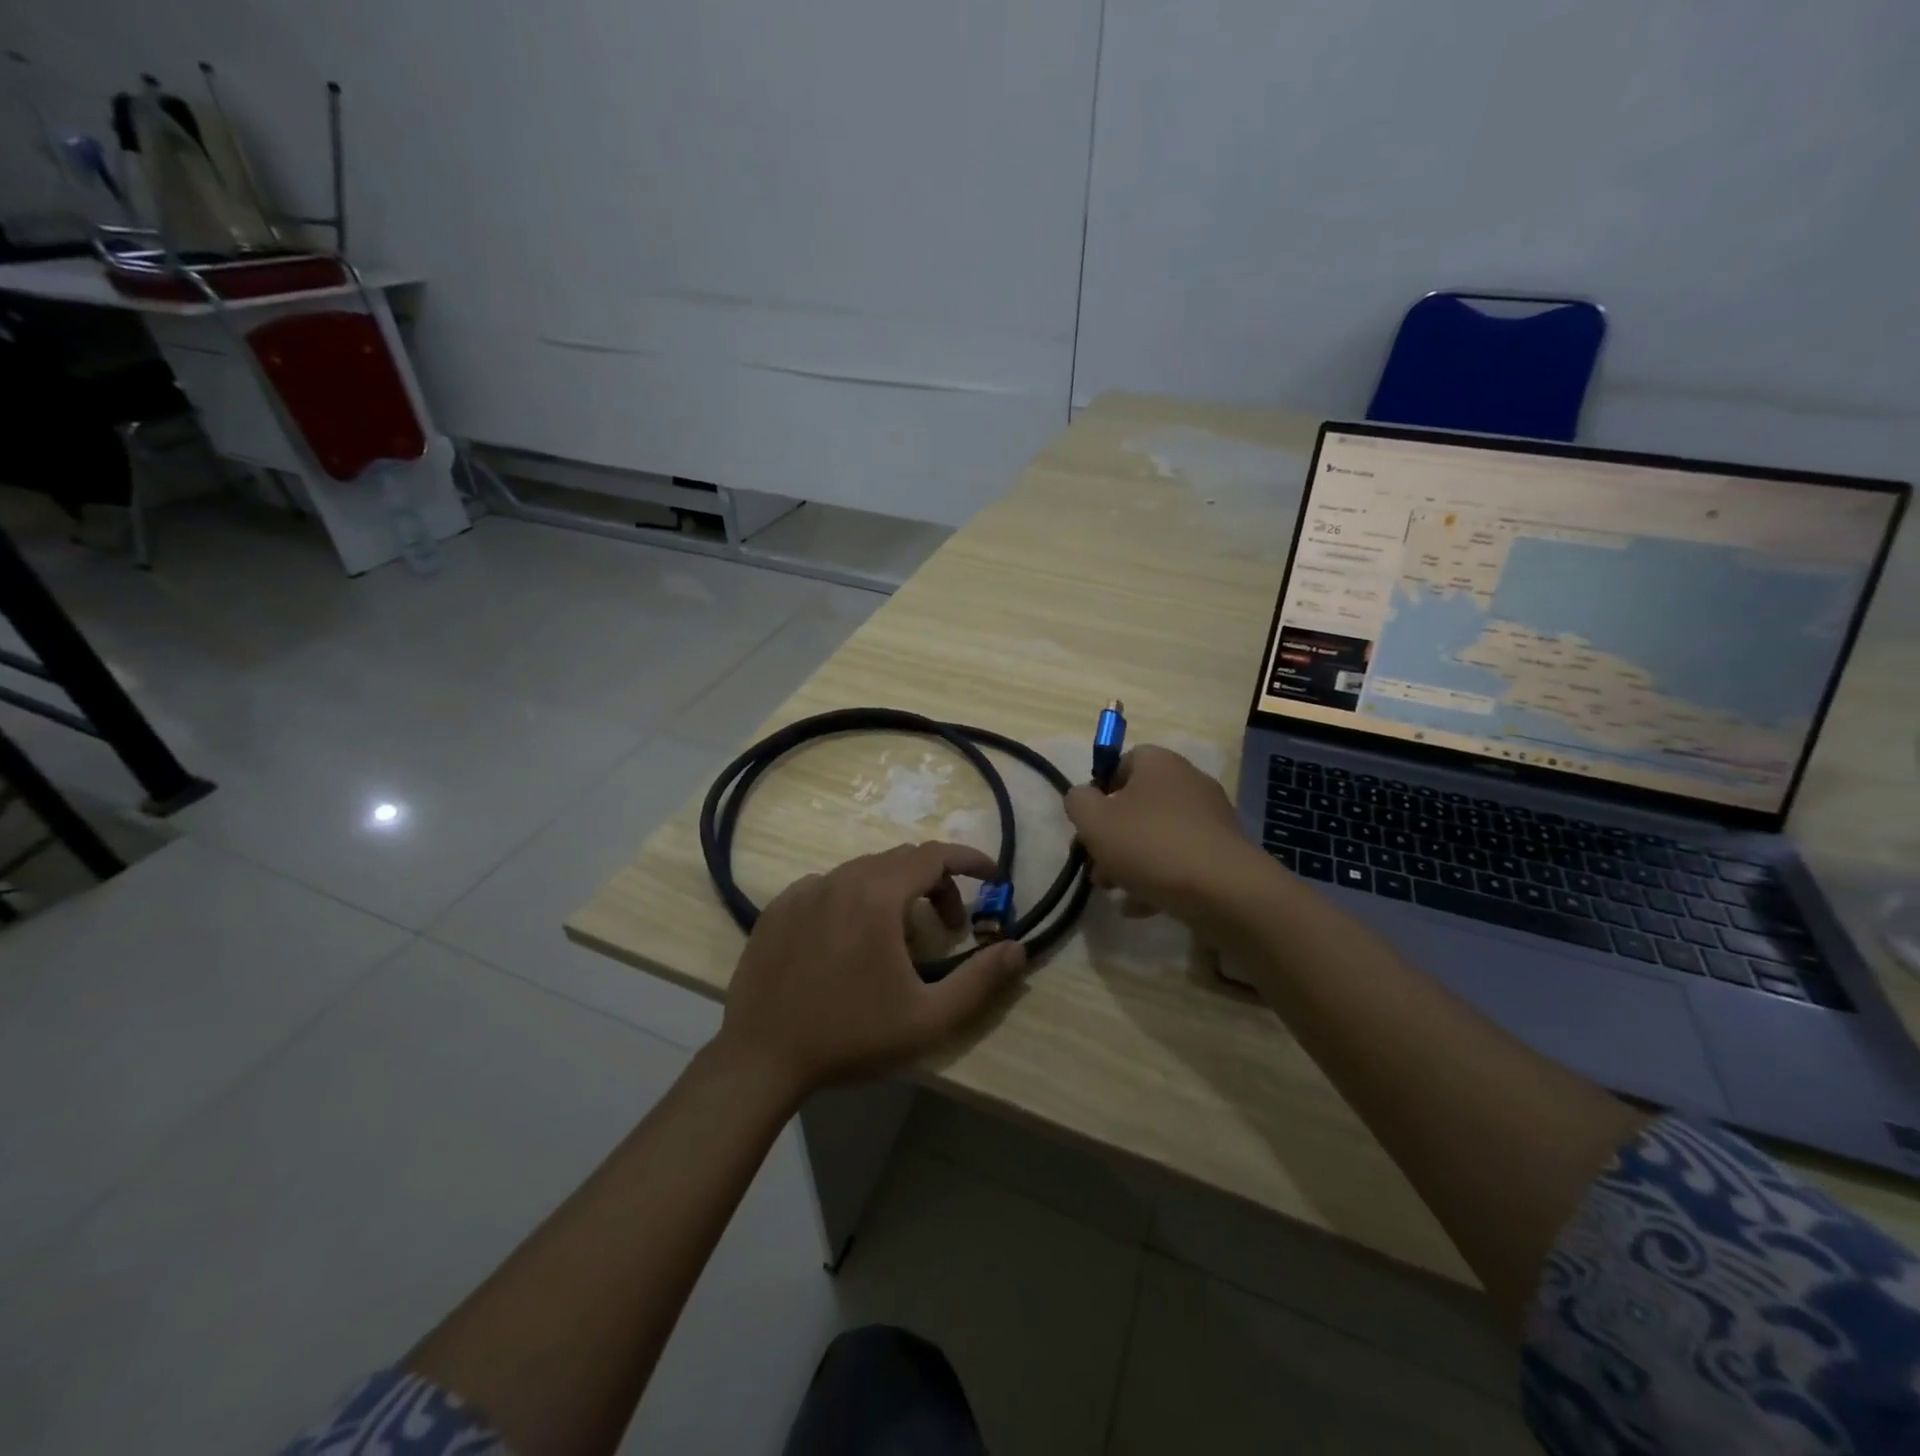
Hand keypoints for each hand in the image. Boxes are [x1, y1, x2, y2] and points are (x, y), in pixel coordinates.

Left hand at [719, 842, 1027, 1098]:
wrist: (761, 1058)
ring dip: (896, 891)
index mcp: (878, 896)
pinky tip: (852, 939)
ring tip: (901, 938)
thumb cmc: (850, 1037)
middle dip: (937, 884)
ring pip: (865, 870)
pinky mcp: (779, 906)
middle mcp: (841, 879)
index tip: (993, 876)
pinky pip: (830, 885)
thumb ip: (979, 981)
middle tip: (949, 926)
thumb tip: (1017, 948)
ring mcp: (805, 890)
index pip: (935, 855)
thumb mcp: (927, 1019)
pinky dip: (856, 898)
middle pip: (902, 860)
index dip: (970, 860)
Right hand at [1064, 745, 1267, 932]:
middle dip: (1113, 835)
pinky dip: (1159, 878)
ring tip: (1115, 891)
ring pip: (1158, 835)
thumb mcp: (1094, 821)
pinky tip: (1140, 906)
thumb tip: (1082, 797)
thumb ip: (1078, 802)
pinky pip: (1181, 859)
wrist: (1223, 890)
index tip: (1089, 822)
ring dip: (1132, 861)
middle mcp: (1188, 782)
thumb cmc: (1149, 844)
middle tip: (1097, 865)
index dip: (1101, 790)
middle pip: (1139, 803)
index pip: (1123, 761)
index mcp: (1158, 763)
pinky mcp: (1223, 852)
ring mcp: (1210, 818)